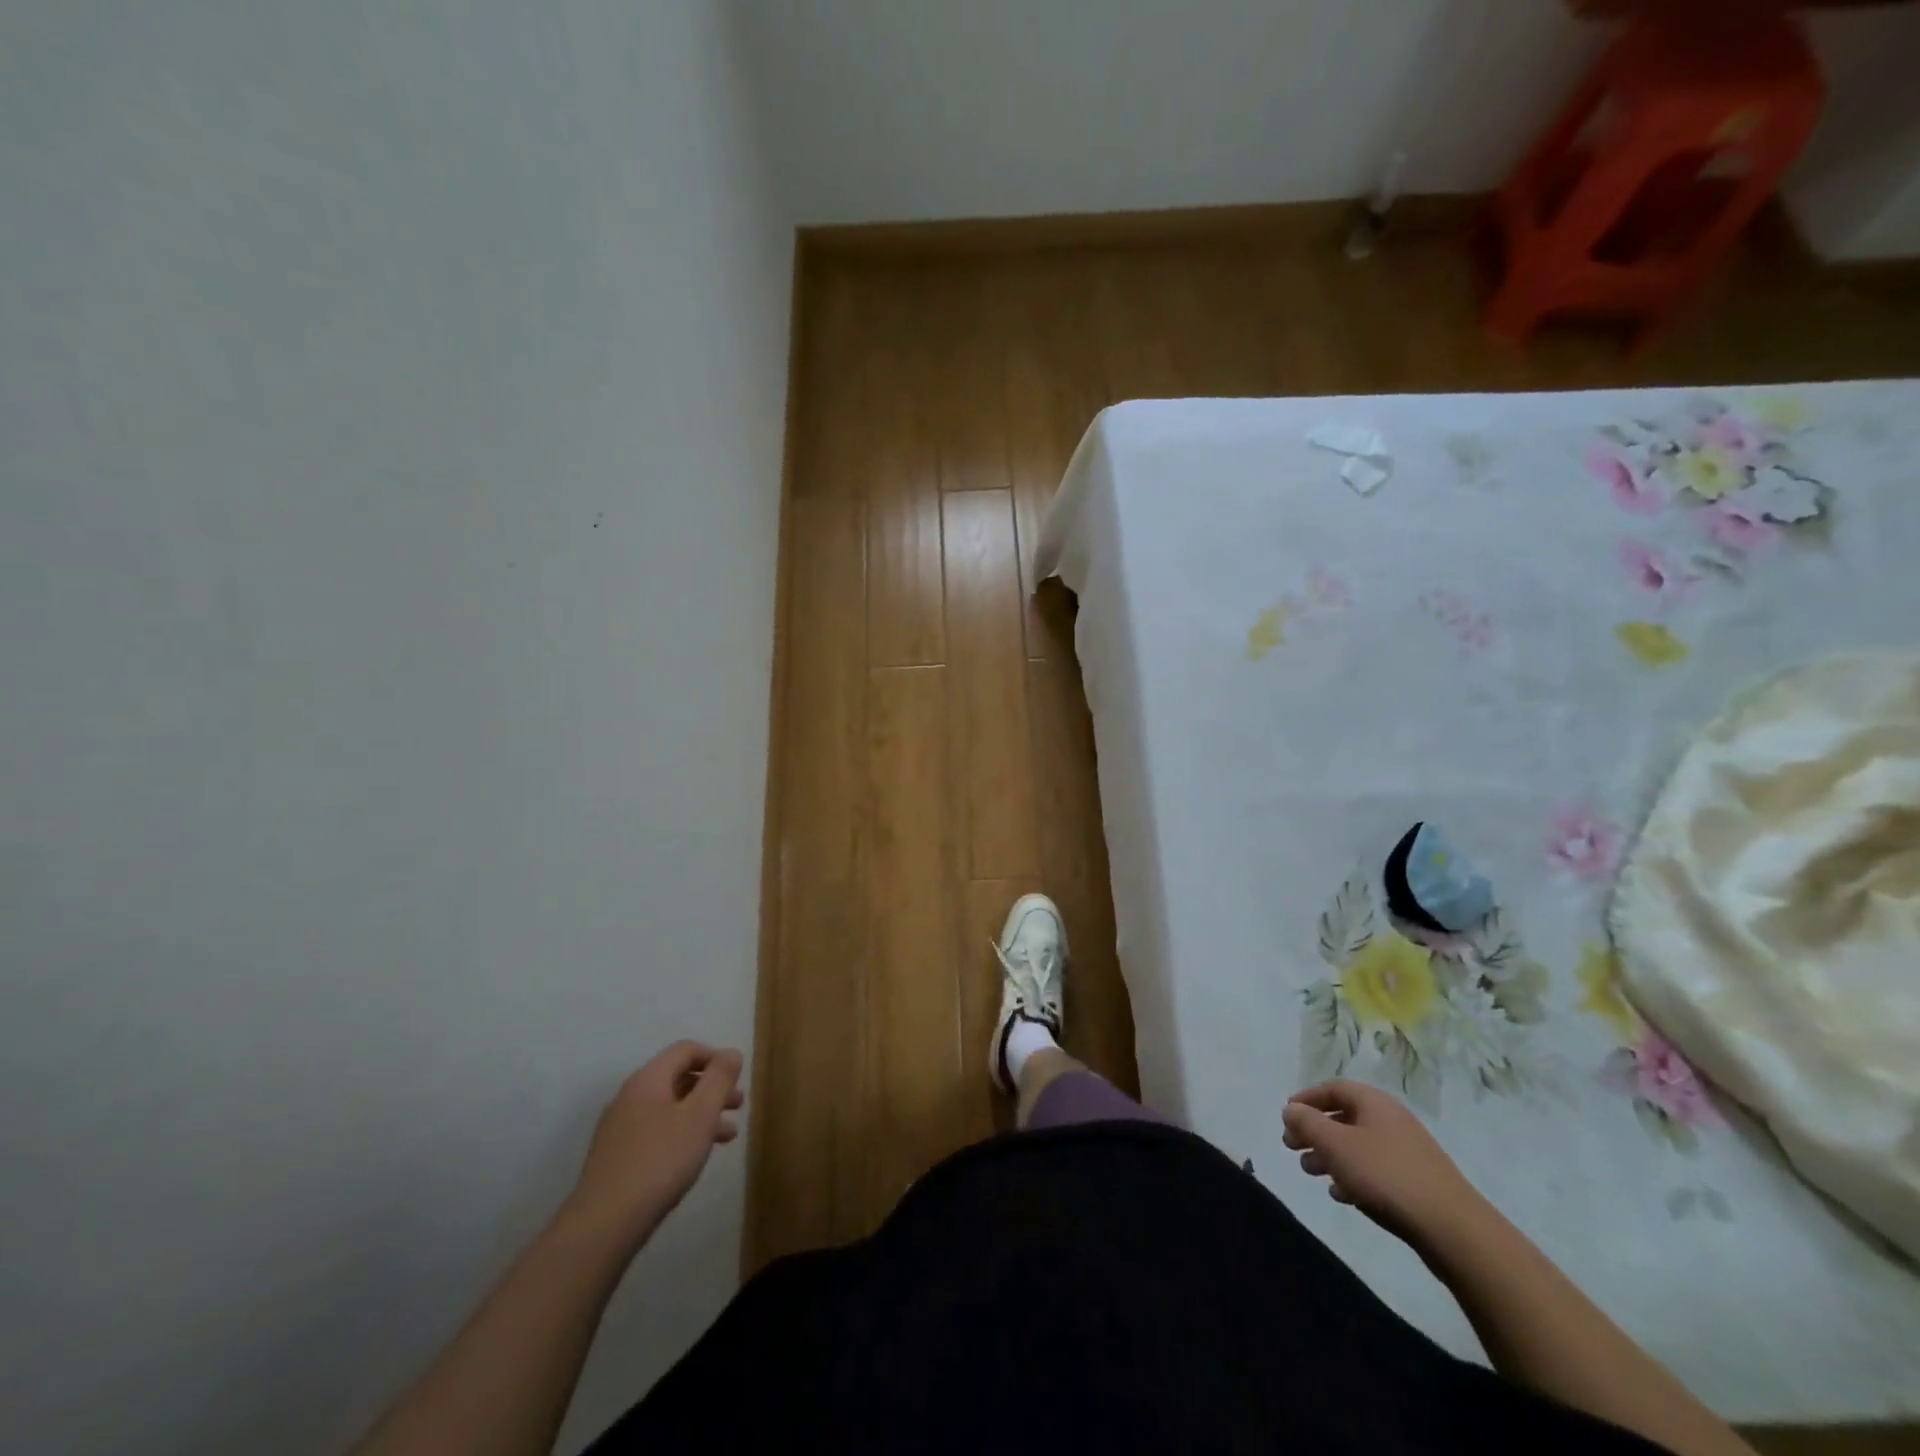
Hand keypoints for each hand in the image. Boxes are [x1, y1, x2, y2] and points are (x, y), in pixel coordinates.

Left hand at [564, 1042, 744, 1247]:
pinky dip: (682, 1133)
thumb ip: (719, 1079)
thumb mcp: (700, 1115)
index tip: (737, 1077)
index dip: (715, 1057)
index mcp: (648, 1079)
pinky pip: (657, 1131)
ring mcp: (619, 1128)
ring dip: (701, 1114)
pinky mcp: (616, 1157)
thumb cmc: (660, 1160)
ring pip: (669, 1107)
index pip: (686, 1050)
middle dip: (711, 1088)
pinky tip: (695, 1156)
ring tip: (728, 1135)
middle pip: (678, 1078)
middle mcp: (630, 1096)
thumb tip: (732, 1053)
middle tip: (738, 1105)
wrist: (604, 1224)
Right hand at [1282, 1079, 1485, 1249]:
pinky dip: (1353, 1175)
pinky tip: (1342, 1194)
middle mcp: (1391, 1120)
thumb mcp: (1336, 1145)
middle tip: (1292, 1147)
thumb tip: (1291, 1109)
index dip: (1307, 1099)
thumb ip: (1307, 1123)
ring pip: (1358, 1145)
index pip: (1333, 1088)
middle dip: (1315, 1131)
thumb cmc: (1386, 1176)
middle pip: (1344, 1117)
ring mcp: (1407, 1151)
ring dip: (1331, 1155)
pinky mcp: (1417, 1182)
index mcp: (1374, 1102)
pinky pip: (1375, 1169)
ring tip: (1311, 1172)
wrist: (1453, 1229)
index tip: (1287, 1115)